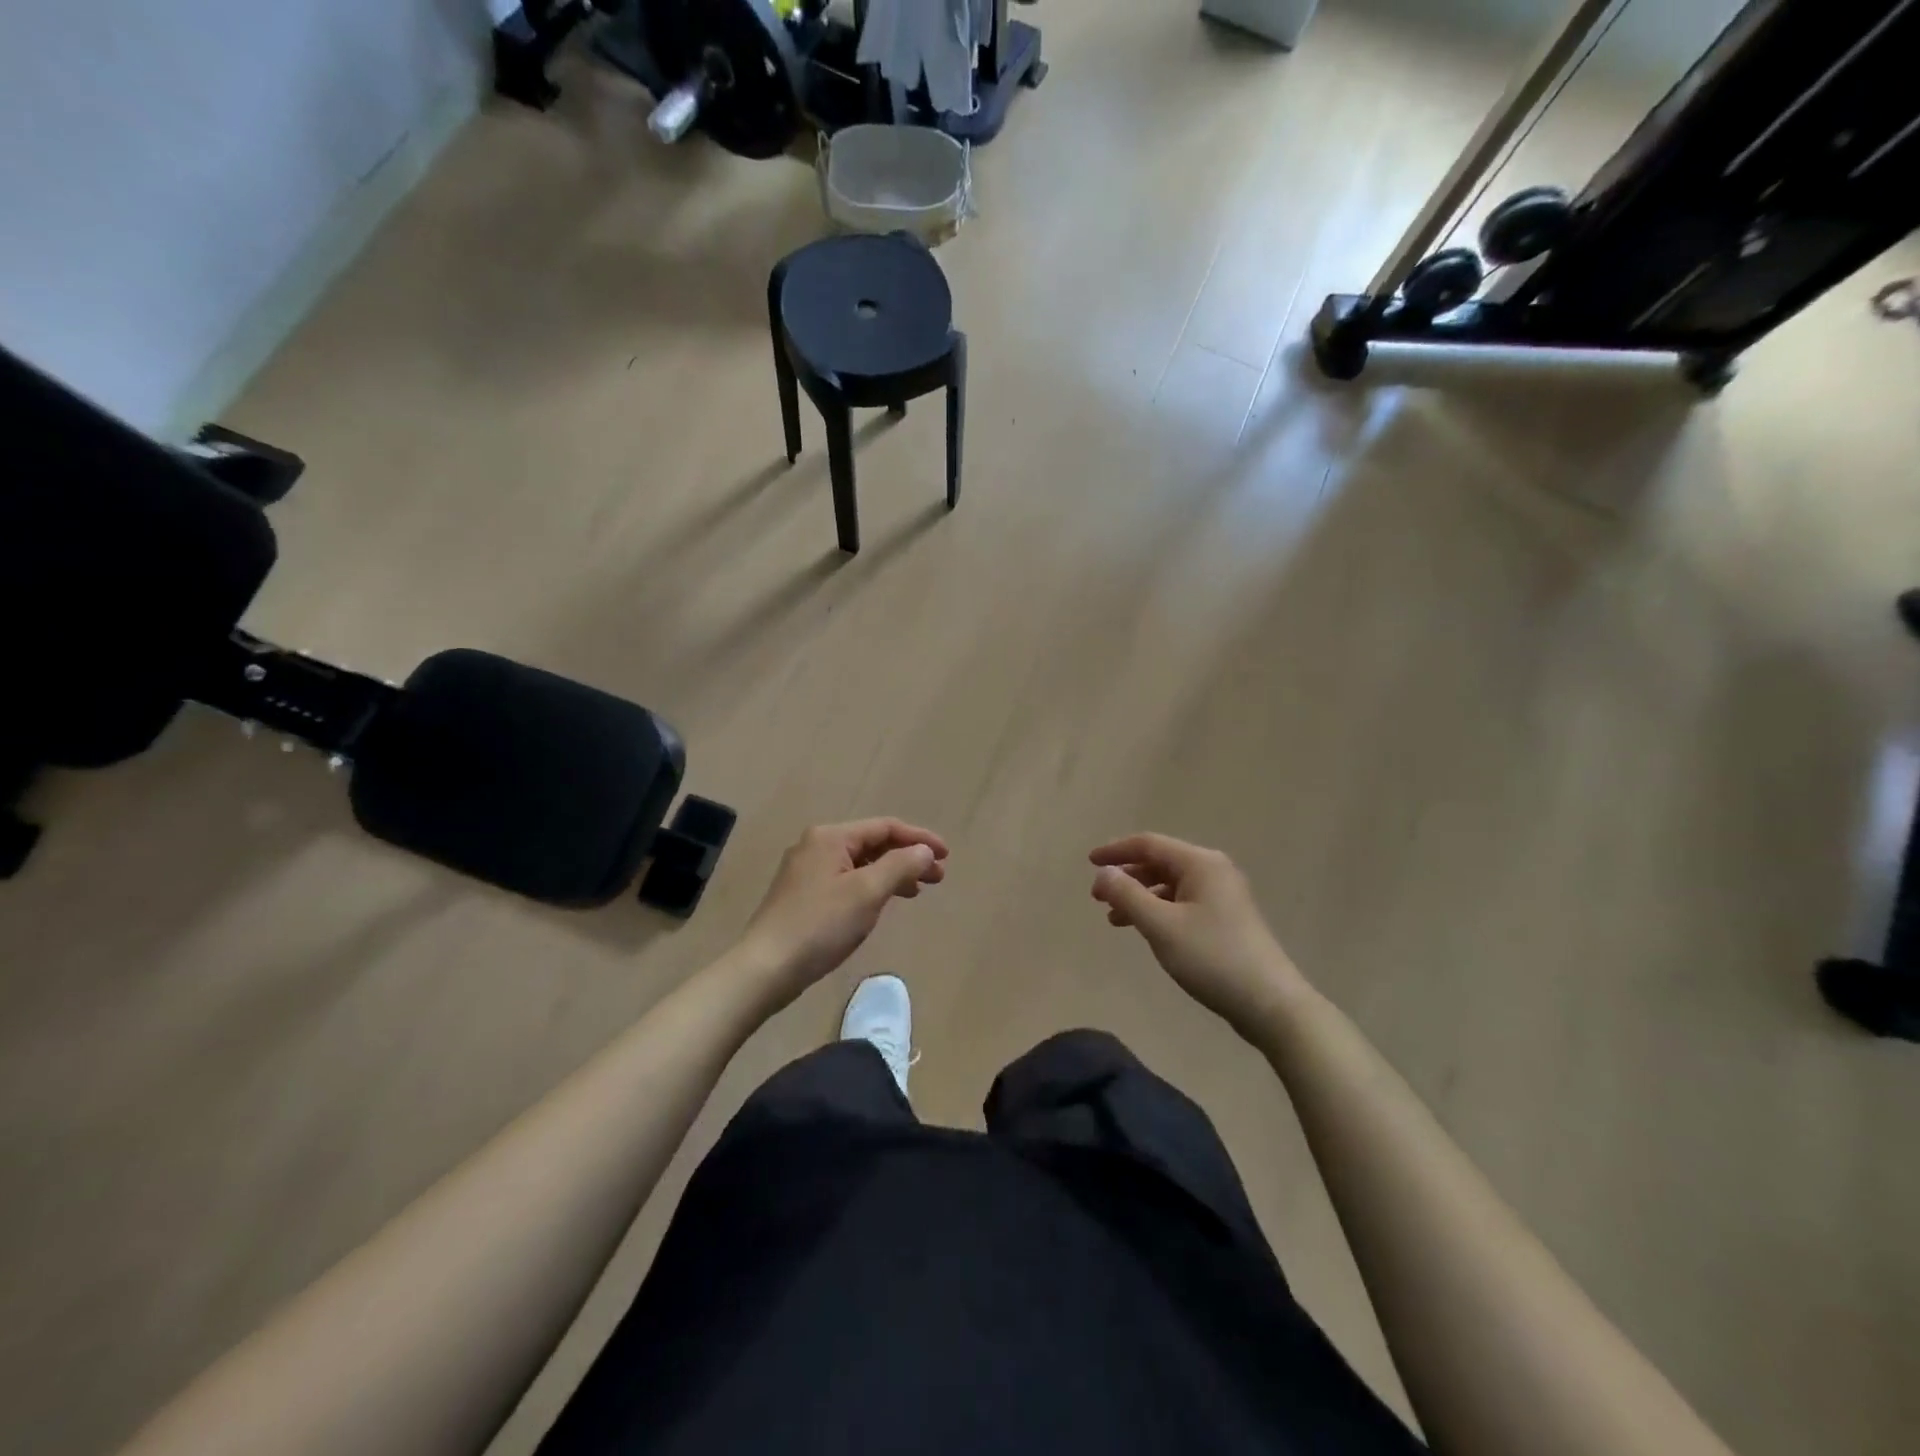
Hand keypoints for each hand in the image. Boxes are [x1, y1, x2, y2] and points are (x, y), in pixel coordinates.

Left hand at [740, 819, 948, 1005]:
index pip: (885, 827)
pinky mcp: (802, 895)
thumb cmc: (820, 926)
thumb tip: (924, 851)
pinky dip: (871, 886)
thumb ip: (900, 865)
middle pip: (872, 843)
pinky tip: (881, 903)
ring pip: (860, 863)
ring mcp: (806, 871)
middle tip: (938, 878)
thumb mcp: (867, 892)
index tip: (947, 856)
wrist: (765, 968)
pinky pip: (846, 880)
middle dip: (907, 857)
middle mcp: (816, 846)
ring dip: (891, 873)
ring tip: (917, 891)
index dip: (919, 839)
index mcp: (830, 837)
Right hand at [1090, 834, 1307, 1039]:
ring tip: (1114, 919)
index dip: (1116, 850)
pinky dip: (1158, 910)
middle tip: (1098, 898)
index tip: (1088, 862)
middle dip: (1126, 876)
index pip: (1148, 844)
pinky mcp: (1226, 918)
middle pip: (1160, 862)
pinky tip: (1145, 930)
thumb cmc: (1212, 958)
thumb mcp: (1161, 926)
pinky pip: (1182, 902)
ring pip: (1170, 885)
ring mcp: (1223, 895)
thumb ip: (1127, 895)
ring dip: (1140, 896)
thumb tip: (1103, 872)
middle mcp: (1213, 870)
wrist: (1269, 1002)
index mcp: (1200, 863)